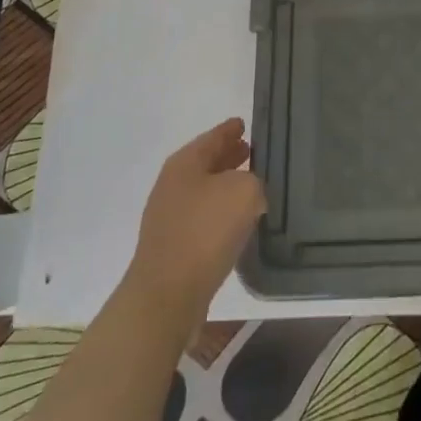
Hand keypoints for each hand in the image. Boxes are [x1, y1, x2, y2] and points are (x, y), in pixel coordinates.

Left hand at [125, 118, 266, 335]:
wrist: (166, 297)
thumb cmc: (205, 232)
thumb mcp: (244, 192)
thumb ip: (253, 181)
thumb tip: (250, 193)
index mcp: (185, 162)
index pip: (214, 136)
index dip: (231, 128)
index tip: (245, 124)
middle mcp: (172, 184)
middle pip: (206, 162)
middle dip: (228, 156)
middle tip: (253, 153)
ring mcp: (168, 217)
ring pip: (204, 191)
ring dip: (225, 186)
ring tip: (251, 188)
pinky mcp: (171, 247)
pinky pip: (201, 219)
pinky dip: (219, 214)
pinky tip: (237, 224)